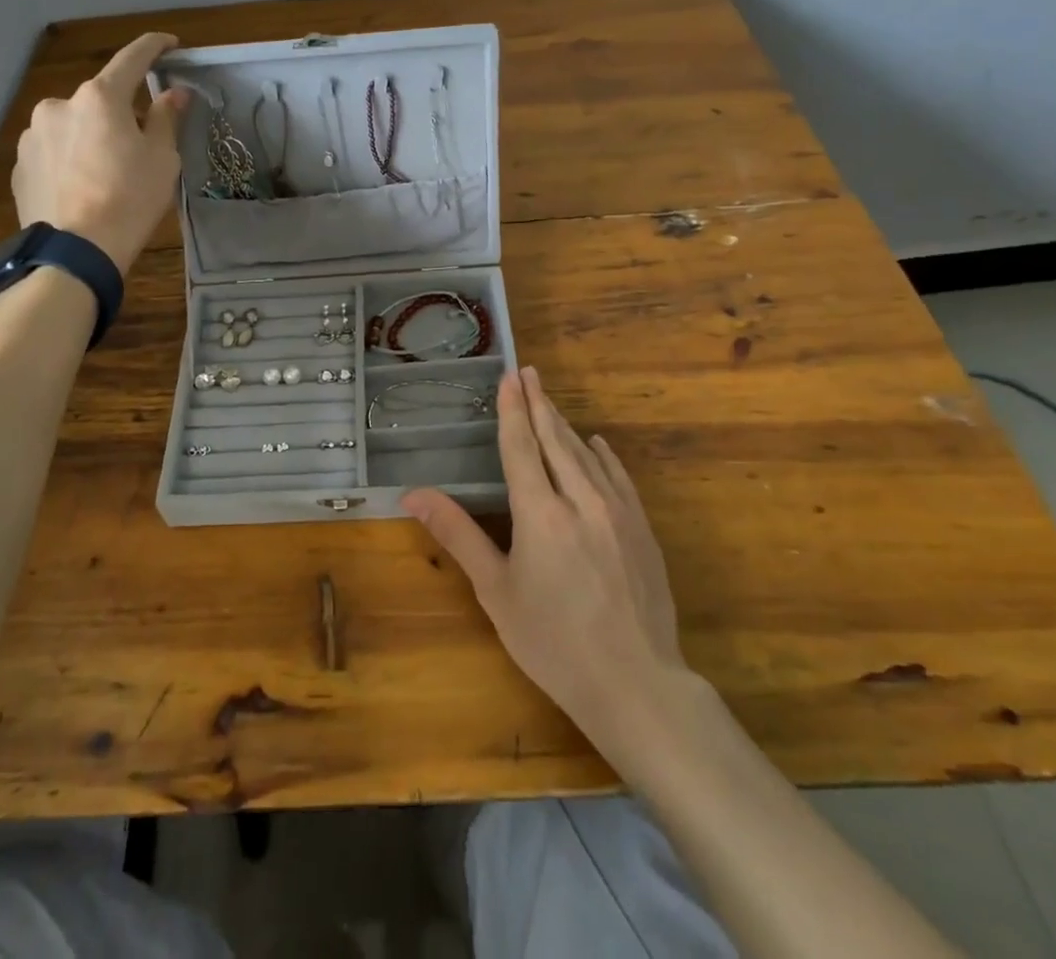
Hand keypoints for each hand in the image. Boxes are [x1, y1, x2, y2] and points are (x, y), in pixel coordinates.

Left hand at [10, 31, 189, 273]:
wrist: (74, 252)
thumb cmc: (129, 200)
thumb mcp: (162, 159)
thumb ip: (165, 119)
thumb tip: (173, 93)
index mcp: (99, 97)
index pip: (132, 59)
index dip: (154, 47)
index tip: (170, 43)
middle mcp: (59, 105)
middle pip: (100, 99)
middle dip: (120, 112)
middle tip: (141, 143)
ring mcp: (33, 135)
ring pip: (74, 126)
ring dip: (92, 137)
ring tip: (107, 174)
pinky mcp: (20, 165)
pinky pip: (54, 152)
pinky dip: (71, 159)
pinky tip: (82, 187)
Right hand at [402, 367, 696, 770]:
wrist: (636, 683)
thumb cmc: (553, 642)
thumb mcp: (496, 591)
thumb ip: (458, 534)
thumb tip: (413, 494)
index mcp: (540, 512)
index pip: (521, 446)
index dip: (512, 409)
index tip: (509, 376)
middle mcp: (580, 499)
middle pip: (555, 439)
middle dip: (539, 403)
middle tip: (528, 371)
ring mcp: (618, 511)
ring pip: (586, 454)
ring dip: (564, 425)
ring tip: (549, 401)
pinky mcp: (642, 528)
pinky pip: (619, 477)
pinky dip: (603, 455)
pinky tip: (596, 444)